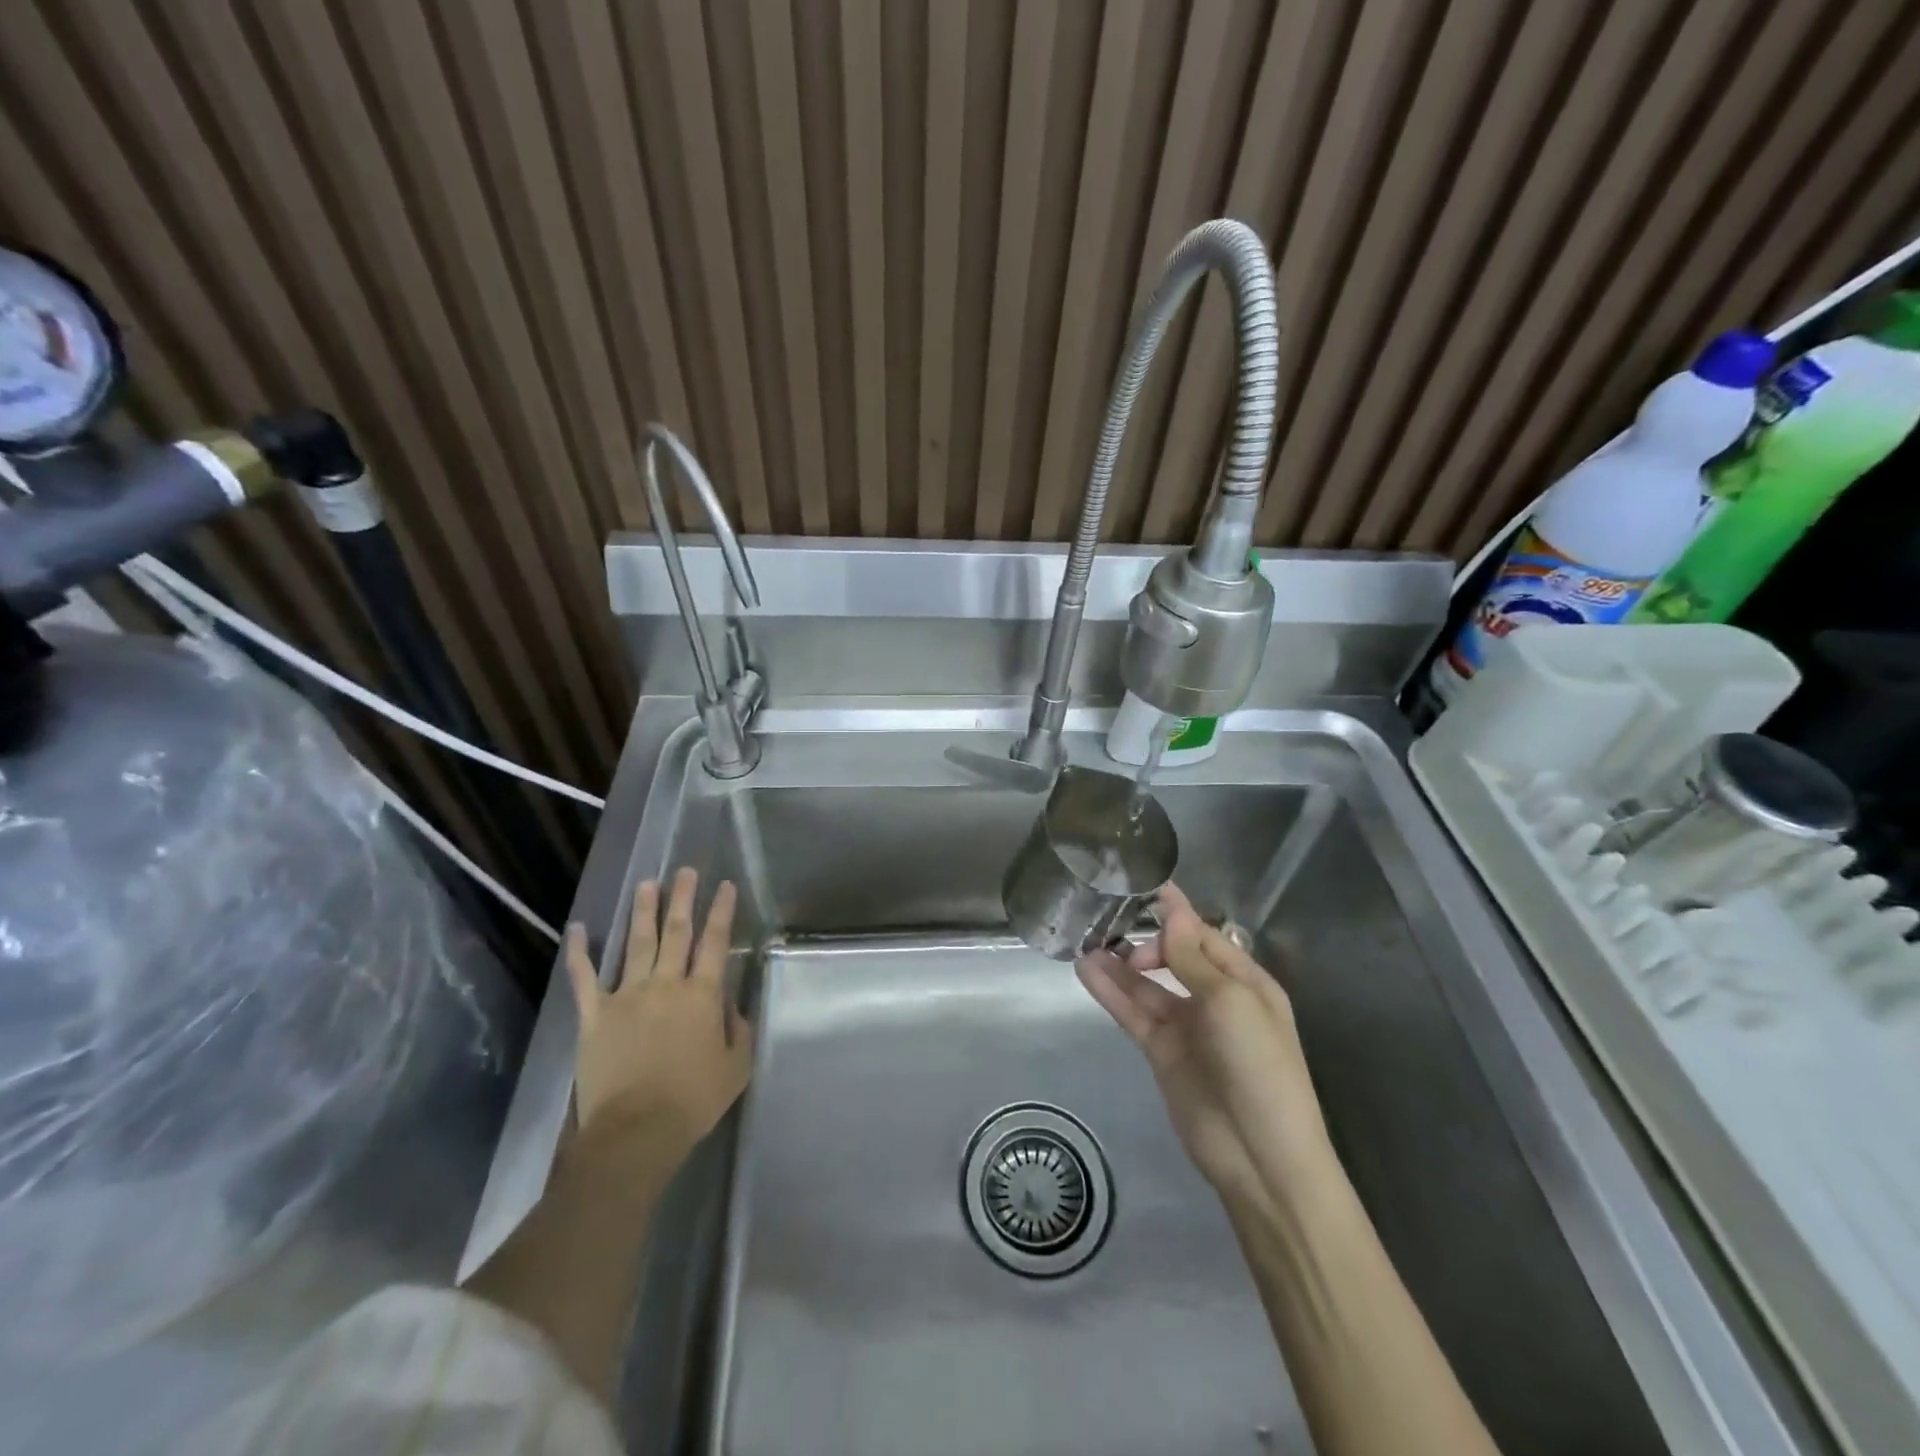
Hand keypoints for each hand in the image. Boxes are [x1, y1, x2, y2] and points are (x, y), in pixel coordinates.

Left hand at [565, 868, 753, 1162]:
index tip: (725, 886)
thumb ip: (738, 1029)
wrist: (636, 1131)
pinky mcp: (596, 1014)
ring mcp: (627, 995)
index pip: (716, 942)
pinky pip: (585, 977)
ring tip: (647, 884)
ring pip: (637, 944)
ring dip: (643, 912)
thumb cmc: (693, 1100)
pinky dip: (579, 952)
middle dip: (683, 899)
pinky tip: (577, 929)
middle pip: (677, 932)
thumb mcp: (736, 1066)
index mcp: (702, 994)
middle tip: (686, 871)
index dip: (722, 911)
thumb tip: (729, 1006)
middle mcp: (666, 984)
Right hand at [1076, 884, 1331, 1204]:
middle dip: (1145, 939)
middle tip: (1114, 932)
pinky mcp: (1161, 1052)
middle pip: (1172, 956)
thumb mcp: (1232, 1002)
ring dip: (1119, 964)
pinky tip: (1086, 971)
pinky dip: (1111, 992)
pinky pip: (1133, 1013)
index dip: (1174, 912)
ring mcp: (1186, 1027)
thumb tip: (1173, 913)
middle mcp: (1215, 998)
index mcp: (1245, 982)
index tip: (1140, 885)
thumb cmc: (1259, 1067)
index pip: (1203, 935)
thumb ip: (1194, 959)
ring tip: (1085, 939)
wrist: (1261, 1157)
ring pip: (1146, 985)